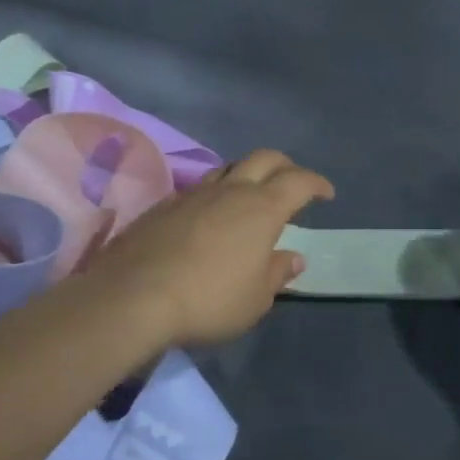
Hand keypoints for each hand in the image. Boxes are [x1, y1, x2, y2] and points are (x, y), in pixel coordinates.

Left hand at [85, 150, 333, 348]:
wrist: (132, 297)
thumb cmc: (209, 300)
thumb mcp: (255, 299)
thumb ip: (276, 273)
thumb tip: (292, 258)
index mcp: (262, 209)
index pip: (299, 182)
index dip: (317, 183)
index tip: (326, 194)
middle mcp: (230, 191)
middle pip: (264, 158)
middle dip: (285, 166)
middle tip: (293, 183)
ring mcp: (192, 194)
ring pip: (228, 168)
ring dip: (246, 175)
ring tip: (250, 197)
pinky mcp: (162, 206)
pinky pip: (197, 189)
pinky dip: (214, 195)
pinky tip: (209, 218)